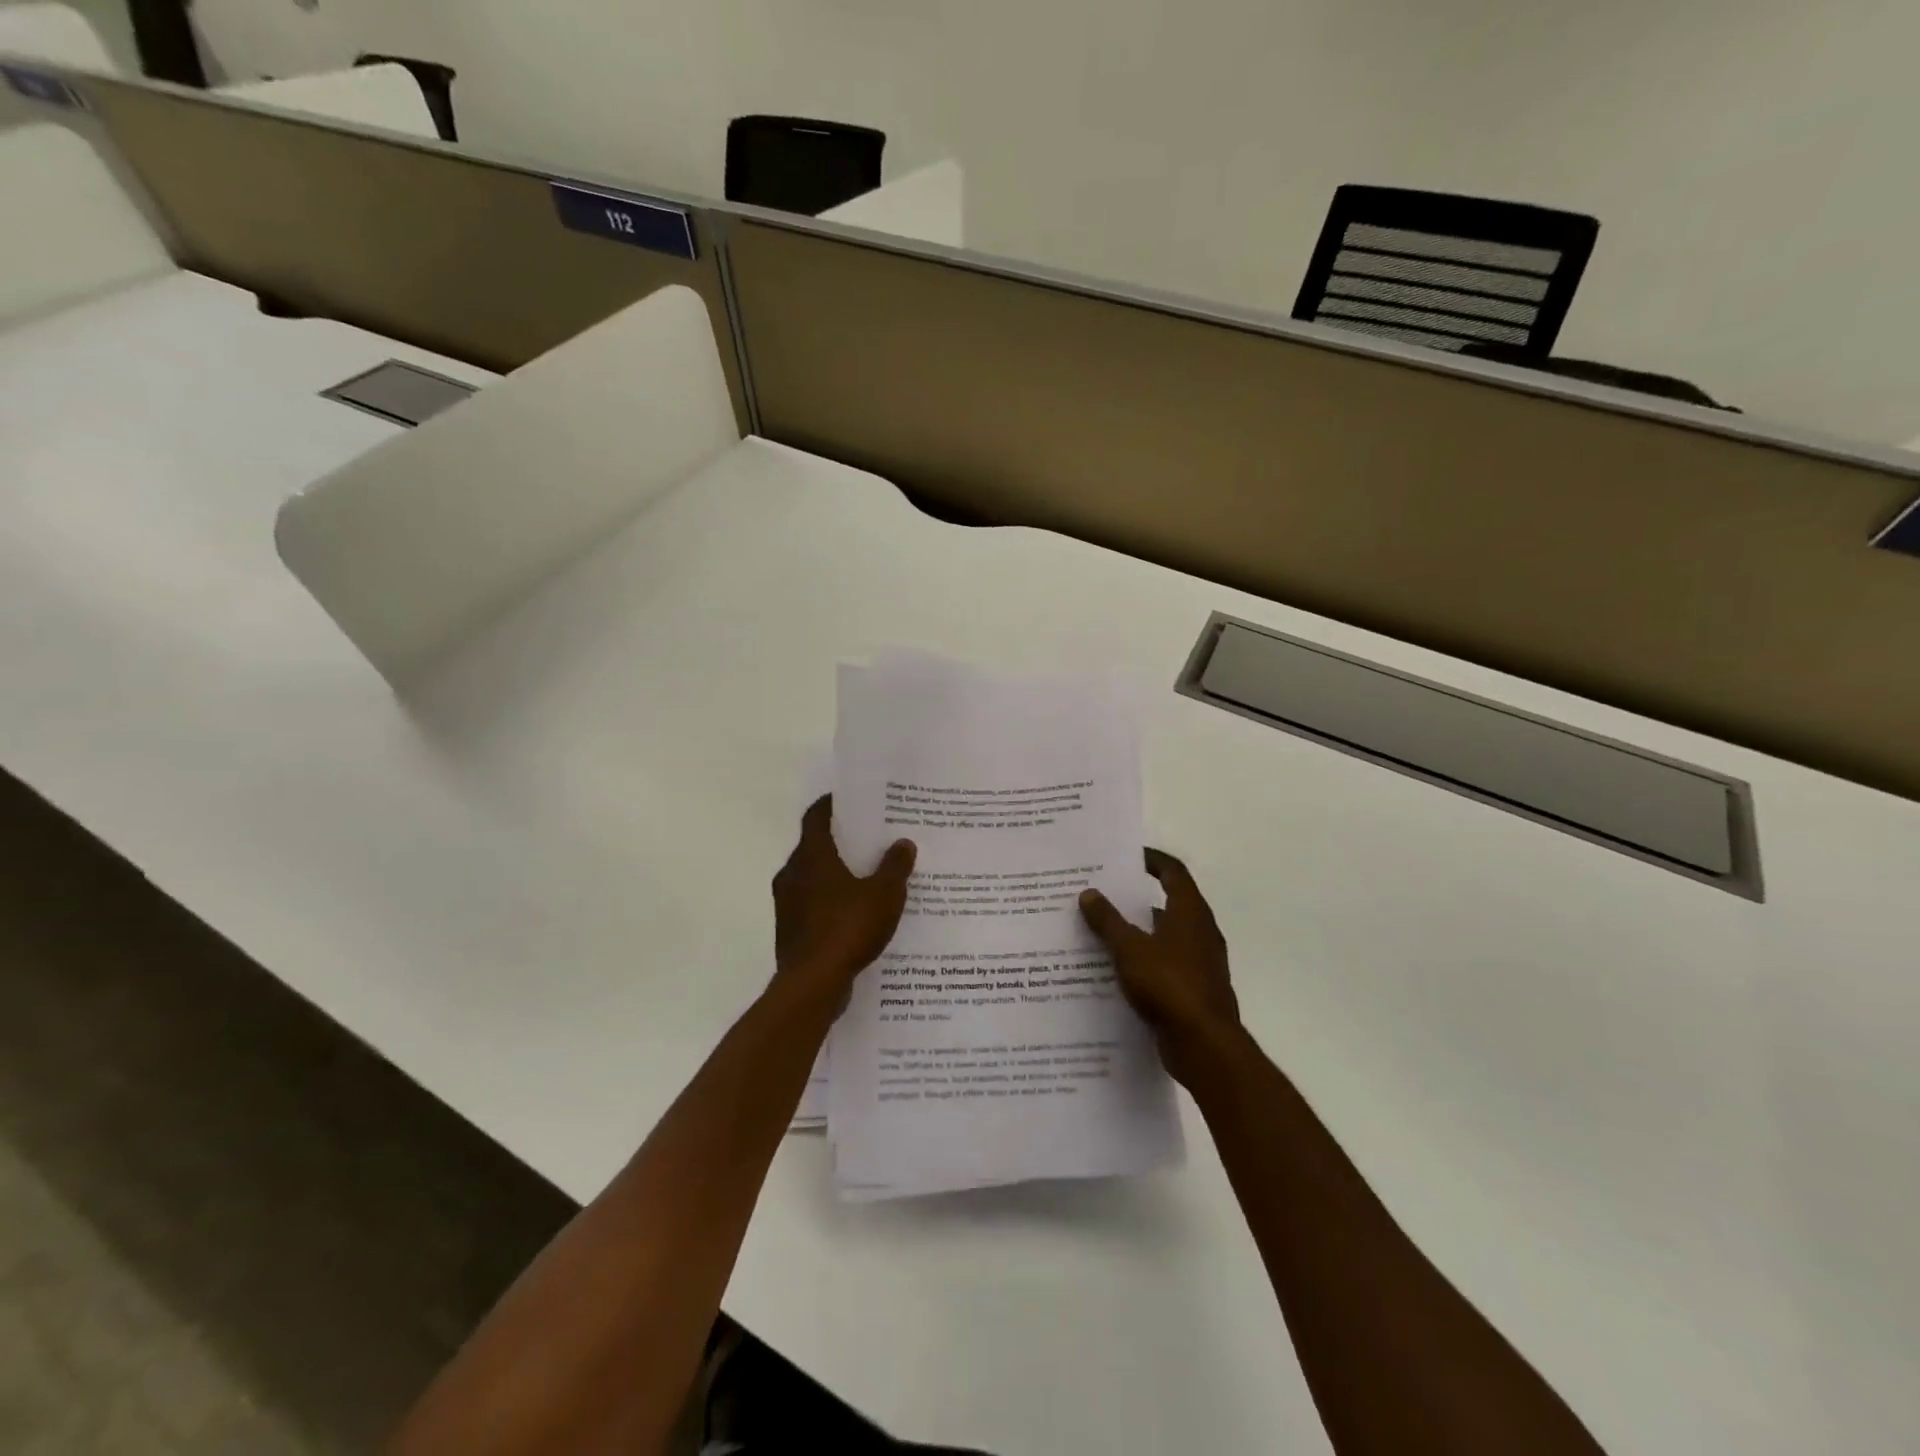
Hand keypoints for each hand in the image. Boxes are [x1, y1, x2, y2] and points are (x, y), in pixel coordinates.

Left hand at [771, 795, 916, 1009]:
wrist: (812, 985)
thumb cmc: (847, 928)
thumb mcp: (884, 894)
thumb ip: (895, 866)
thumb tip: (903, 843)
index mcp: (811, 857)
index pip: (815, 817)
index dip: (831, 805)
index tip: (850, 800)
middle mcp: (792, 874)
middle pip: (814, 846)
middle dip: (839, 842)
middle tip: (869, 839)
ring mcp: (787, 904)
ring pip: (811, 878)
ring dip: (834, 875)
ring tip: (867, 877)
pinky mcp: (789, 930)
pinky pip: (811, 905)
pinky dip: (830, 902)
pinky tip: (855, 914)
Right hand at [1079, 848, 1239, 1083]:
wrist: (1205, 1046)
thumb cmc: (1169, 985)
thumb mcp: (1129, 948)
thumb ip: (1108, 920)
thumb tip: (1088, 893)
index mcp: (1190, 913)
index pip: (1173, 872)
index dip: (1151, 859)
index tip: (1125, 856)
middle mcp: (1200, 932)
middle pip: (1168, 903)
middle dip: (1135, 898)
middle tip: (1101, 894)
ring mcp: (1200, 963)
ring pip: (1164, 937)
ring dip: (1137, 933)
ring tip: (1099, 932)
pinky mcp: (1194, 991)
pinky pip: (1164, 966)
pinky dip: (1142, 962)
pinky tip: (1114, 971)